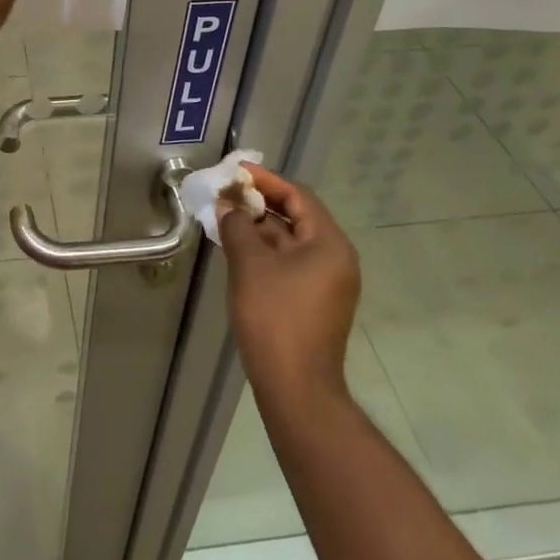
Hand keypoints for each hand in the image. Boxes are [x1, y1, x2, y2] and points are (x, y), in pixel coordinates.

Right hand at [219, 163, 362, 400]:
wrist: (294, 387)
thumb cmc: (275, 317)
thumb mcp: (250, 264)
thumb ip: (237, 226)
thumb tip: (228, 205)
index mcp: (330, 244)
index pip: (298, 197)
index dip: (266, 181)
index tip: (235, 172)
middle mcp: (335, 259)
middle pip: (296, 217)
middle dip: (259, 204)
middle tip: (225, 194)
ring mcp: (326, 283)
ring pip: (290, 242)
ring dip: (258, 228)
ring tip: (224, 217)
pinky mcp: (313, 302)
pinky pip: (289, 263)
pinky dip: (264, 251)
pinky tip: (237, 248)